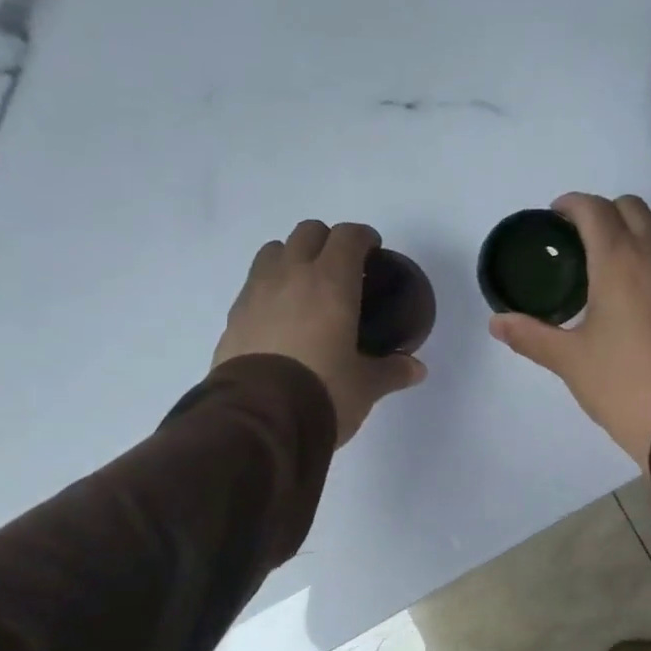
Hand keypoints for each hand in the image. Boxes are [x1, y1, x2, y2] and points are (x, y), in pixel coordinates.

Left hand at [213, 220, 425, 445]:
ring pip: (274, 251)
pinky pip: (254, 285)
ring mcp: (256, 292)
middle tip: (342, 269)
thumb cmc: (323, 392)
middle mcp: (291, 275)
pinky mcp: (234, 316)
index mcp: (331, 283)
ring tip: (306, 288)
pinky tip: (281, 318)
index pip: (348, 237)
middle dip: (327, 242)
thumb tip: (416, 369)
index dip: (363, 237)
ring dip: (292, 258)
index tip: (373, 251)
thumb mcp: (365, 386)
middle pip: (308, 232)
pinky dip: (270, 288)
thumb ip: (391, 371)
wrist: (259, 418)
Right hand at [489, 193, 650, 468]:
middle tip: (584, 242)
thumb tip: (496, 322)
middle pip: (632, 208)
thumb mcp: (569, 361)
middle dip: (605, 214)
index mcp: (619, 261)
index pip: (594, 210)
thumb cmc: (622, 385)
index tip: (557, 217)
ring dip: (639, 229)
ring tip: (620, 261)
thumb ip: (530, 335)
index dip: (572, 205)